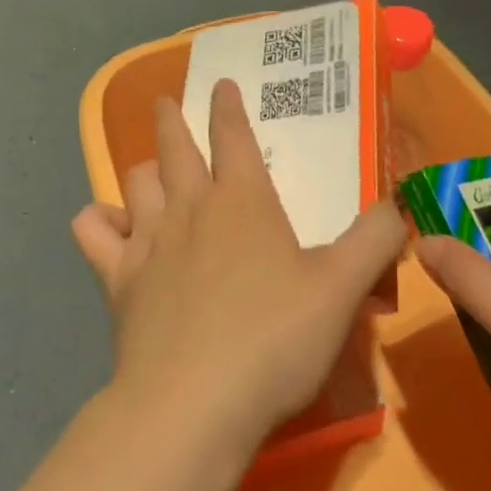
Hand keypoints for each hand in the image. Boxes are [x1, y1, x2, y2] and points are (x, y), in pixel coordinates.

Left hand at [71, 80, 407, 460]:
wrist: (193, 405)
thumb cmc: (274, 340)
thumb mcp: (343, 289)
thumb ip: (375, 240)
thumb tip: (397, 206)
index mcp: (243, 201)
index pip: (232, 136)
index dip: (227, 107)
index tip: (220, 85)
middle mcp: (190, 208)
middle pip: (175, 147)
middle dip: (171, 119)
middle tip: (166, 103)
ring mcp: (148, 242)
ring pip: (136, 182)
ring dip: (143, 168)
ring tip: (149, 168)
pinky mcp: (116, 281)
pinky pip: (93, 233)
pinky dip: (99, 221)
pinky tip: (109, 226)